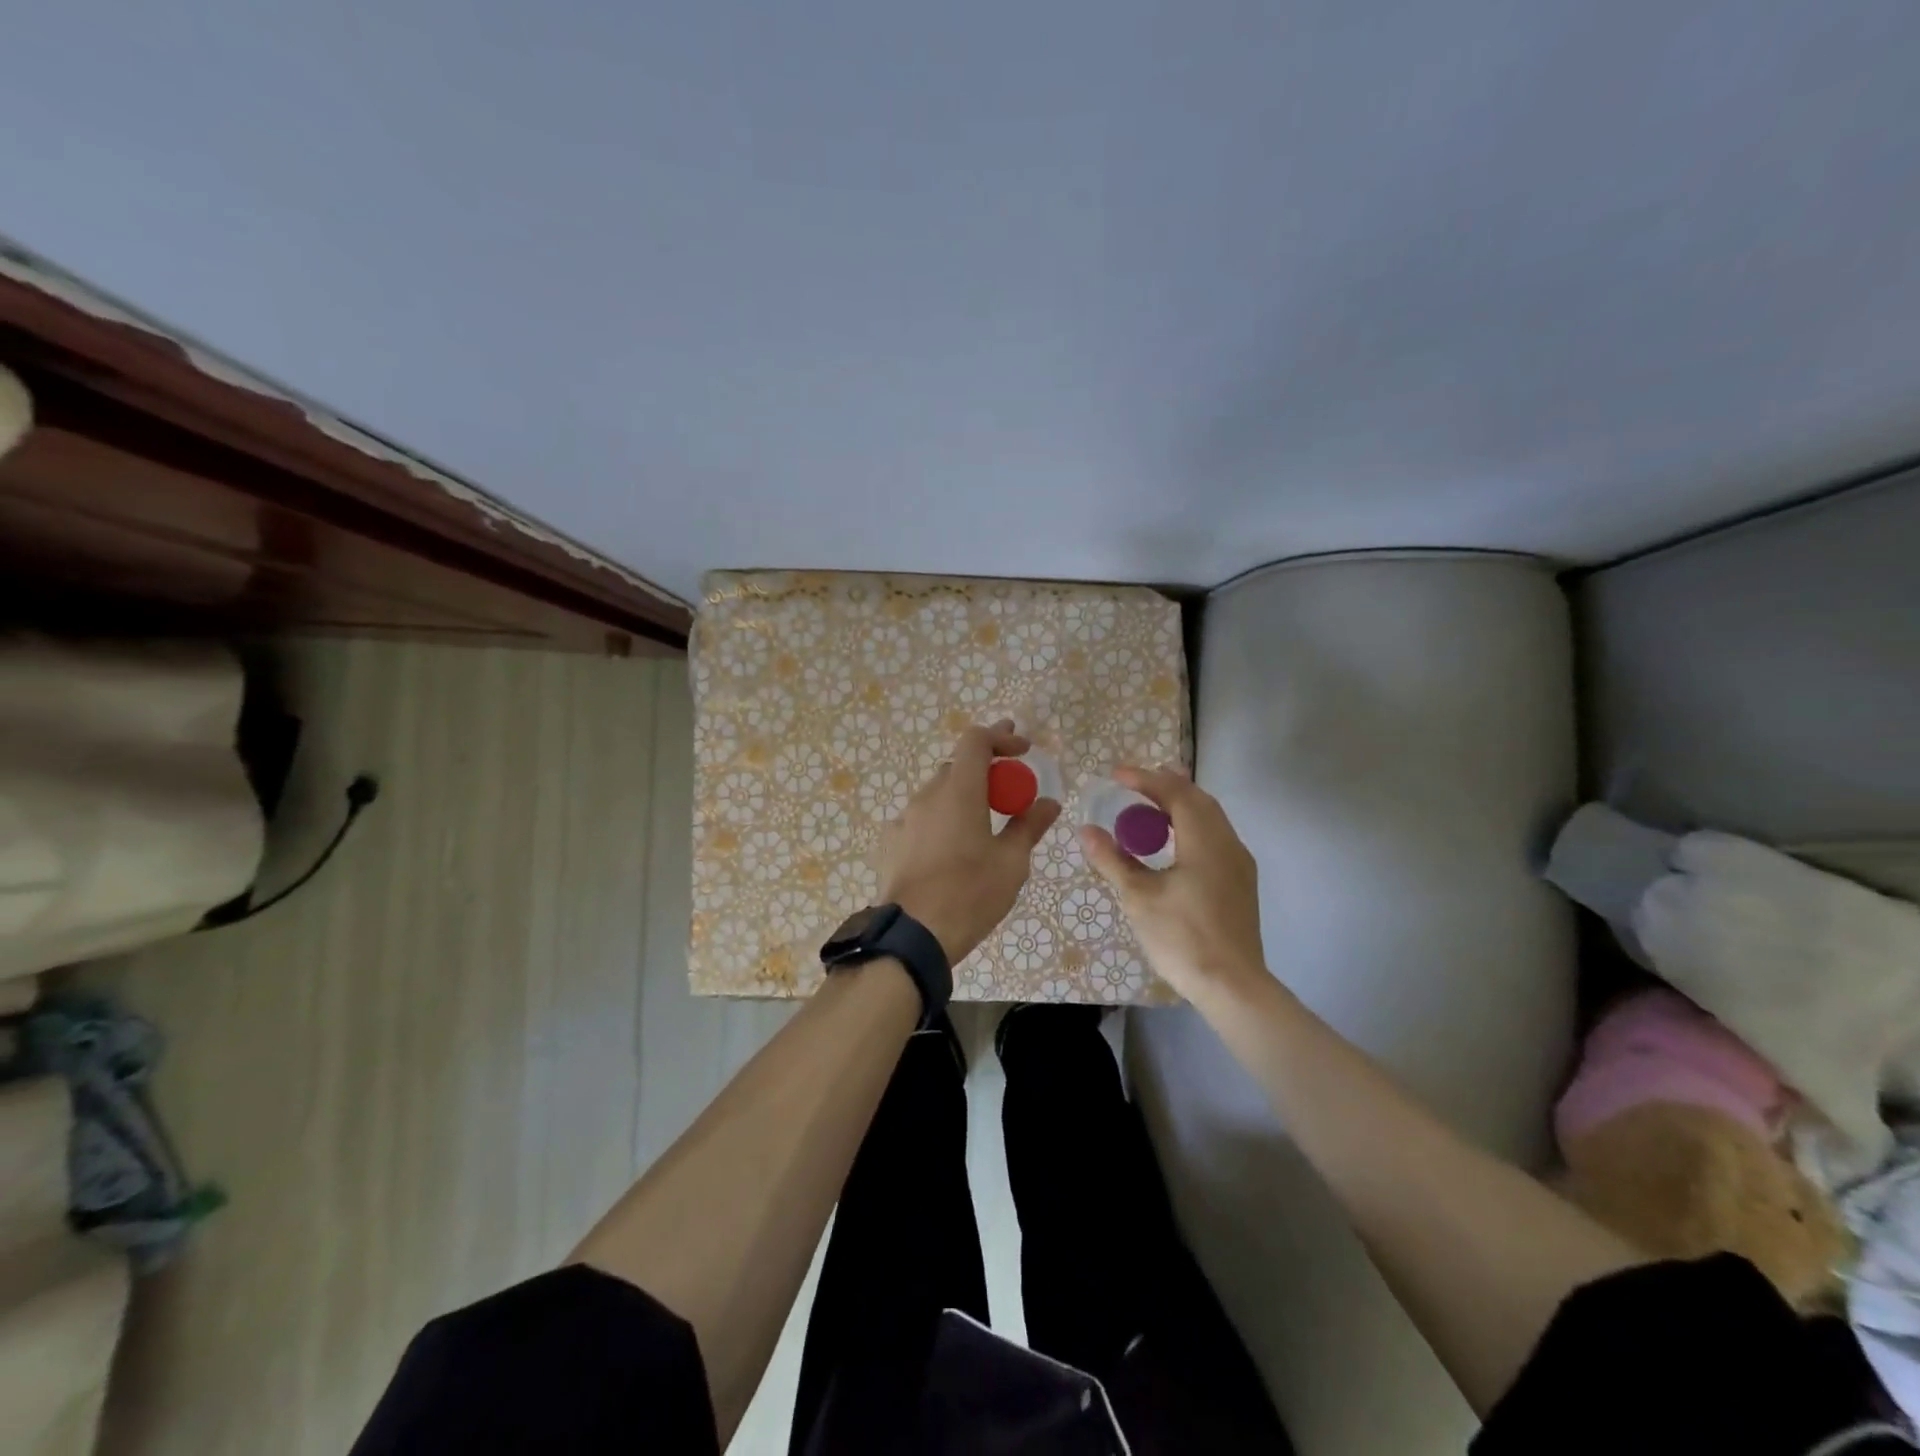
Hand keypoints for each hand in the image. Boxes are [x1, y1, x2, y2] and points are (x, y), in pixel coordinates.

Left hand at [875, 720, 1061, 962]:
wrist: (912, 936)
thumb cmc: (970, 895)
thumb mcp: (1011, 863)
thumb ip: (1029, 826)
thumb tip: (1049, 803)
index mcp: (959, 791)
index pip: (975, 740)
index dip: (1001, 737)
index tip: (1023, 750)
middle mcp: (927, 796)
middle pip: (957, 768)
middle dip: (986, 771)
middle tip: (1010, 790)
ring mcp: (904, 819)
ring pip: (938, 795)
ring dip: (962, 798)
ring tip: (982, 826)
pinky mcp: (890, 843)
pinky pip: (921, 820)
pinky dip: (941, 822)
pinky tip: (950, 851)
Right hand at [1080, 766, 1265, 1000]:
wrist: (1232, 986)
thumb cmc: (1182, 937)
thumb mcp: (1138, 896)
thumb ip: (1113, 859)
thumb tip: (1086, 830)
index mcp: (1205, 840)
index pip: (1175, 793)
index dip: (1145, 779)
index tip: (1116, 775)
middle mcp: (1228, 843)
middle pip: (1198, 800)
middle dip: (1165, 787)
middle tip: (1133, 786)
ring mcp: (1239, 864)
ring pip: (1210, 818)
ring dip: (1180, 807)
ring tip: (1149, 810)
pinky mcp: (1240, 883)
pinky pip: (1215, 837)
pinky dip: (1190, 827)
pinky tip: (1172, 844)